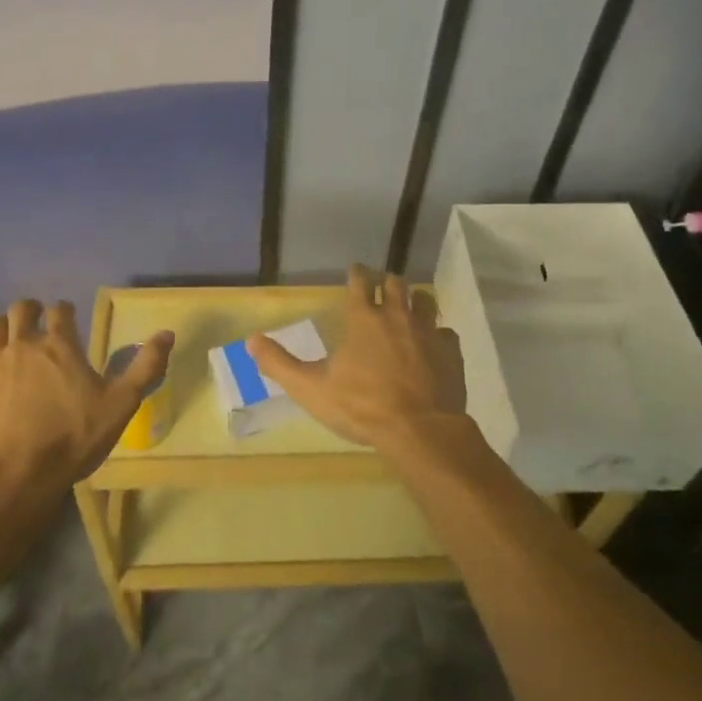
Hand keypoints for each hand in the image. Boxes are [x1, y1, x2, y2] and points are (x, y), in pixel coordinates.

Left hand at [0, 299, 173, 494]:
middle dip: (31, 311)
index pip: (60, 310)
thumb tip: (167, 333)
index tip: (68, 317)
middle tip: (37, 322)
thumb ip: (145, 366)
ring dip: (2, 328)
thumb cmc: (73, 439)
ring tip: (9, 340)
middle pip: (22, 310)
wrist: (17, 477)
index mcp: (60, 345)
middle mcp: (23, 344)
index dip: (65, 311)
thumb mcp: (121, 405)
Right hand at [247, 264, 465, 450]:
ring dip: (416, 300)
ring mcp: (428, 332)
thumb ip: (279, 363)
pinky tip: (434, 345)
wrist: (420, 430)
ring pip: (425, 301)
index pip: (360, 282)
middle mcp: (397, 316)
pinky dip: (438, 334)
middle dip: (387, 282)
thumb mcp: (311, 388)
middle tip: (382, 287)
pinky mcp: (451, 351)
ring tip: (411, 306)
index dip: (357, 273)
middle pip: (395, 284)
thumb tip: (250, 340)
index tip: (356, 270)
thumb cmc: (361, 406)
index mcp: (364, 319)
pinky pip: (446, 332)